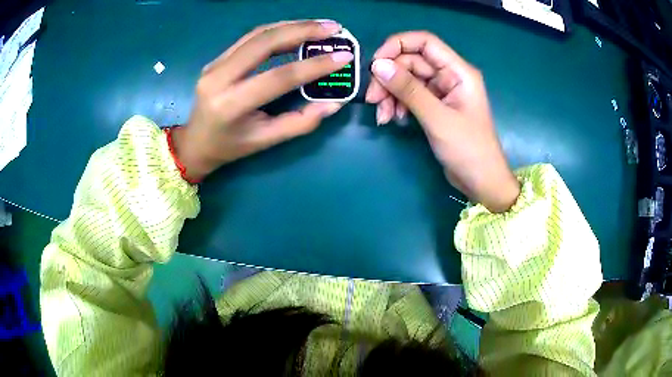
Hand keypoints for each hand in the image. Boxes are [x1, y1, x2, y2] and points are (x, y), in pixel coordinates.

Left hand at [172, 20, 353, 181]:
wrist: (195, 142)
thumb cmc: (230, 146)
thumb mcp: (265, 141)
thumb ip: (300, 122)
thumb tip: (334, 103)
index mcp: (230, 105)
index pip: (278, 77)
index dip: (313, 66)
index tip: (343, 56)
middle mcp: (218, 78)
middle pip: (265, 43)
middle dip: (303, 31)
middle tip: (333, 28)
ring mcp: (215, 64)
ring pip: (257, 34)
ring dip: (292, 25)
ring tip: (321, 25)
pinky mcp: (217, 58)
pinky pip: (250, 37)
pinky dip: (277, 30)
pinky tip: (297, 29)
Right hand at [365, 32, 518, 212]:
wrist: (481, 182)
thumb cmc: (468, 150)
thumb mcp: (437, 118)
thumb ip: (408, 90)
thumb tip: (377, 65)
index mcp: (458, 71)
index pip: (425, 42)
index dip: (397, 46)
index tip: (375, 63)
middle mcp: (449, 76)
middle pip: (411, 62)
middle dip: (389, 78)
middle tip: (373, 99)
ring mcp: (442, 92)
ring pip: (408, 80)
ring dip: (390, 94)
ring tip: (382, 116)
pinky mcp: (435, 107)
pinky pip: (411, 96)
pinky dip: (398, 105)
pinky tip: (392, 119)